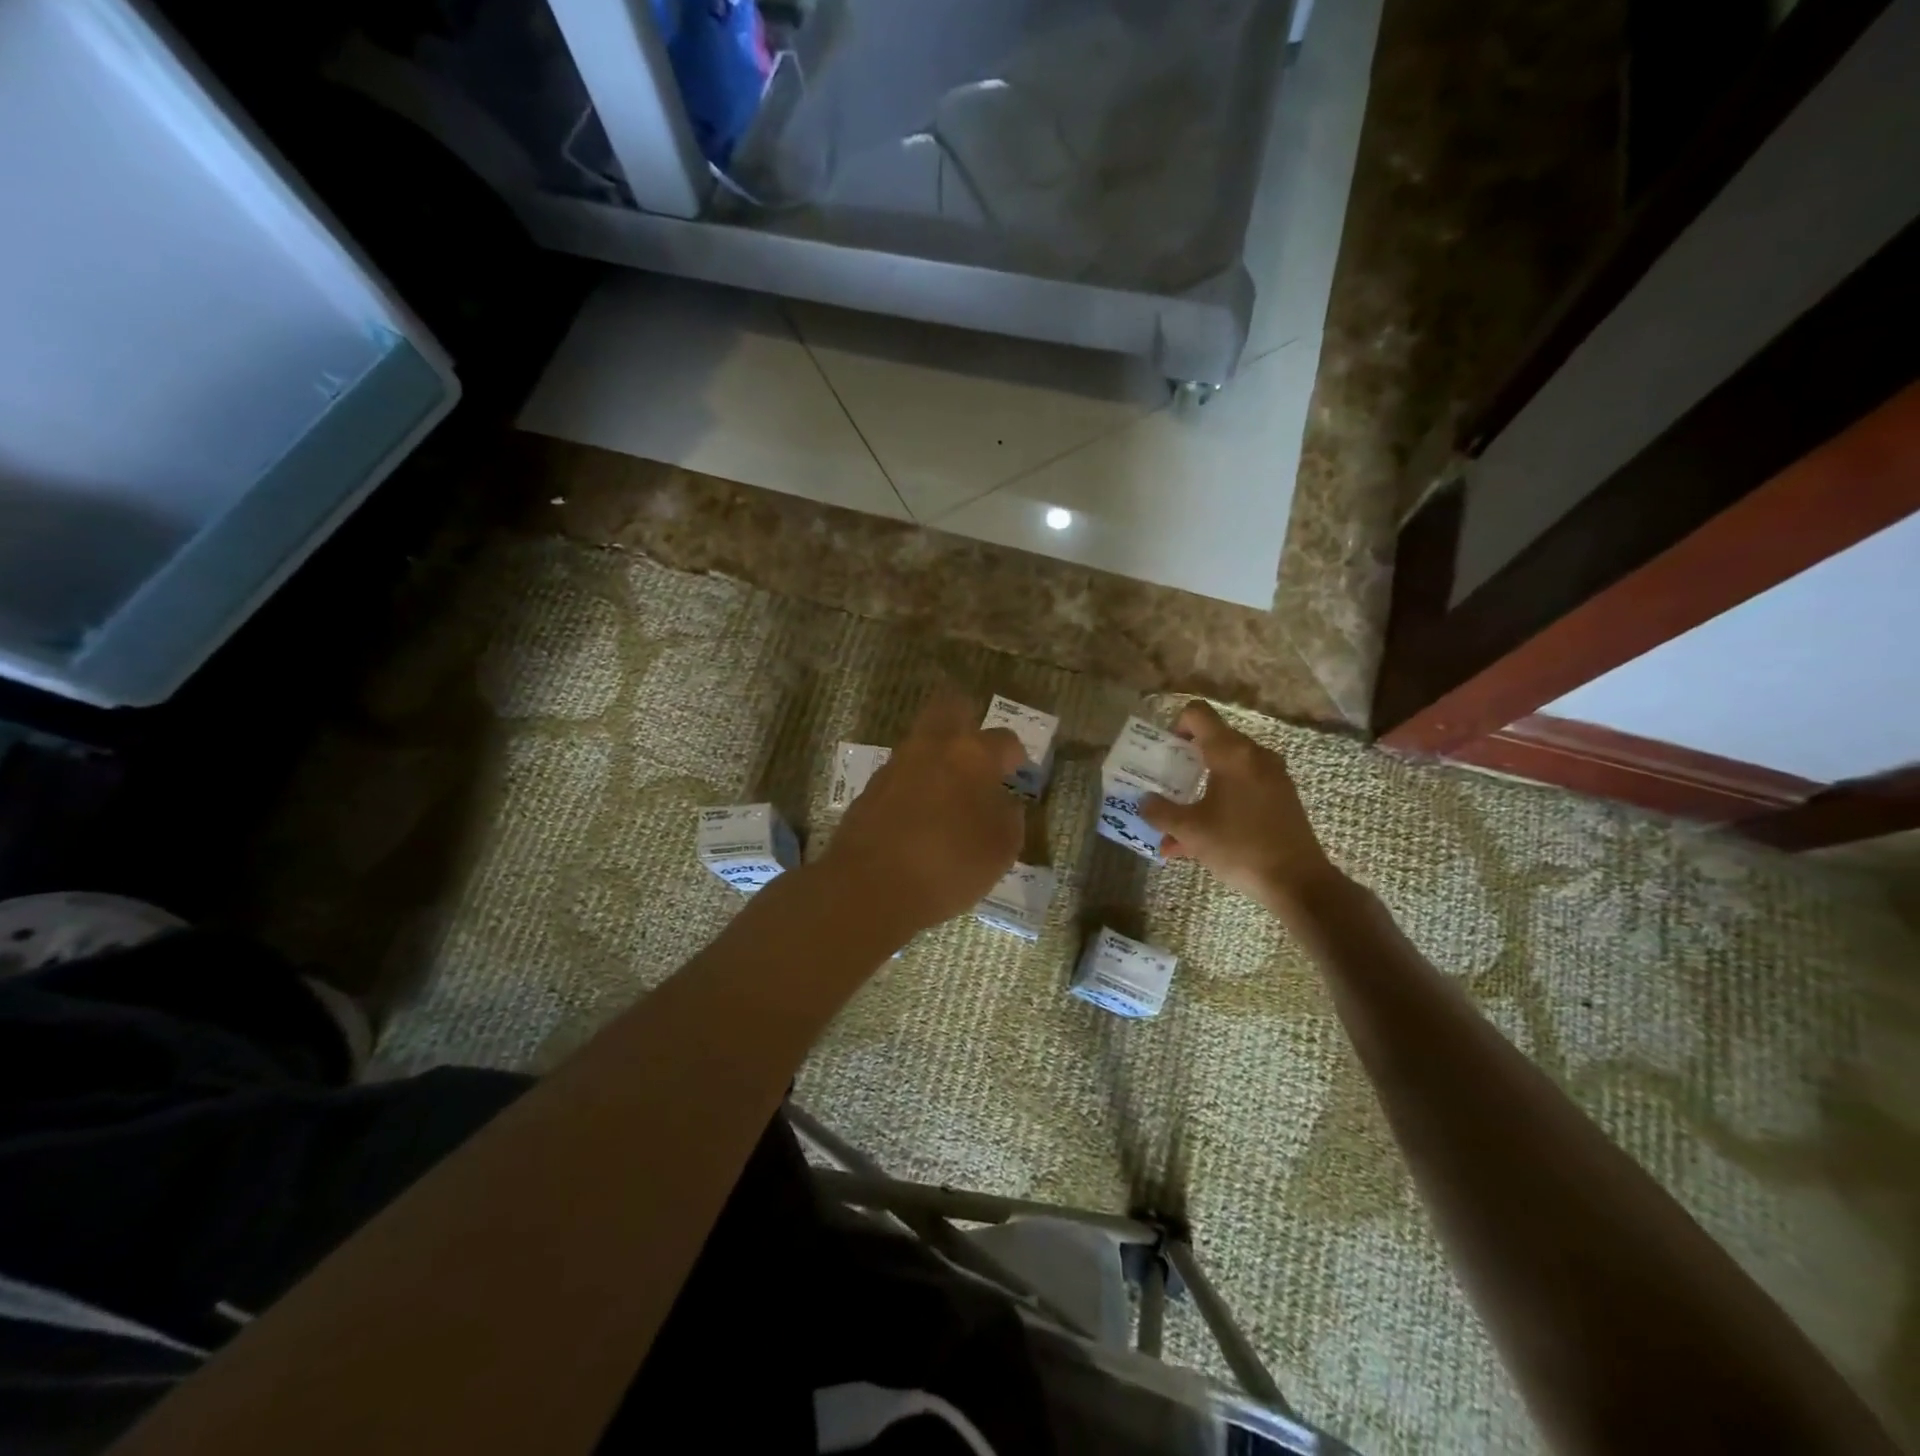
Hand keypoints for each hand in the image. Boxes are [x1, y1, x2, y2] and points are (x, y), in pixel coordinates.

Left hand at [819, 688, 1025, 934]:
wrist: (870, 886)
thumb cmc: (950, 864)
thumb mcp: (1001, 849)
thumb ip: (1010, 818)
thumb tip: (1004, 804)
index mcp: (973, 754)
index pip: (1005, 739)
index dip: (1016, 757)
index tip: (1017, 776)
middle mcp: (933, 746)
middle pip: (951, 707)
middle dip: (967, 720)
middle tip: (978, 753)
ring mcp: (896, 764)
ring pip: (922, 741)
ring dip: (938, 756)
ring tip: (950, 793)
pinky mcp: (870, 787)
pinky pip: (901, 773)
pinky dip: (914, 784)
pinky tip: (921, 815)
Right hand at [1139, 701, 1342, 913]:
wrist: (1298, 882)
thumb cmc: (1239, 846)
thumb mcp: (1190, 830)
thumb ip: (1160, 812)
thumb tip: (1145, 802)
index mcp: (1231, 753)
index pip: (1198, 714)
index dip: (1175, 725)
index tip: (1164, 753)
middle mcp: (1255, 756)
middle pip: (1212, 742)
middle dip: (1184, 763)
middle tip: (1165, 787)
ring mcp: (1273, 777)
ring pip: (1226, 770)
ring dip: (1200, 789)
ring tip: (1177, 825)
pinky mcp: (1282, 798)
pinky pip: (1243, 789)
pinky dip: (1220, 803)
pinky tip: (1201, 840)